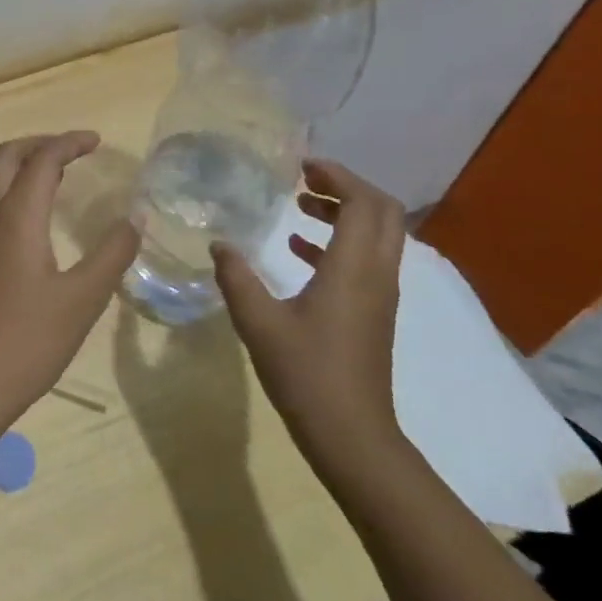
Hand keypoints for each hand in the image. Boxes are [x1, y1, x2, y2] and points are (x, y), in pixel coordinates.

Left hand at [0, 132, 139, 479]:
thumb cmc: (26, 343)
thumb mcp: (81, 301)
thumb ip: (111, 255)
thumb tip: (134, 219)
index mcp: (15, 218)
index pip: (41, 159)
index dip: (69, 142)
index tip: (97, 141)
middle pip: (6, 157)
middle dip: (40, 143)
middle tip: (75, 150)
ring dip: (24, 166)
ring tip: (62, 176)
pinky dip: (16, 192)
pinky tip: (39, 219)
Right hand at [211, 158, 405, 483]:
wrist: (351, 434)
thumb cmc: (305, 372)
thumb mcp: (258, 321)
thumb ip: (236, 276)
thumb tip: (219, 243)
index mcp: (353, 268)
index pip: (363, 202)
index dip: (337, 175)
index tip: (301, 165)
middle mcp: (376, 274)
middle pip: (382, 212)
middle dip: (346, 188)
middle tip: (304, 180)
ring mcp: (380, 295)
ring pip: (377, 235)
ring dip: (344, 213)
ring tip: (298, 207)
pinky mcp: (374, 312)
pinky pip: (367, 259)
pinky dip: (339, 242)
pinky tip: (298, 251)